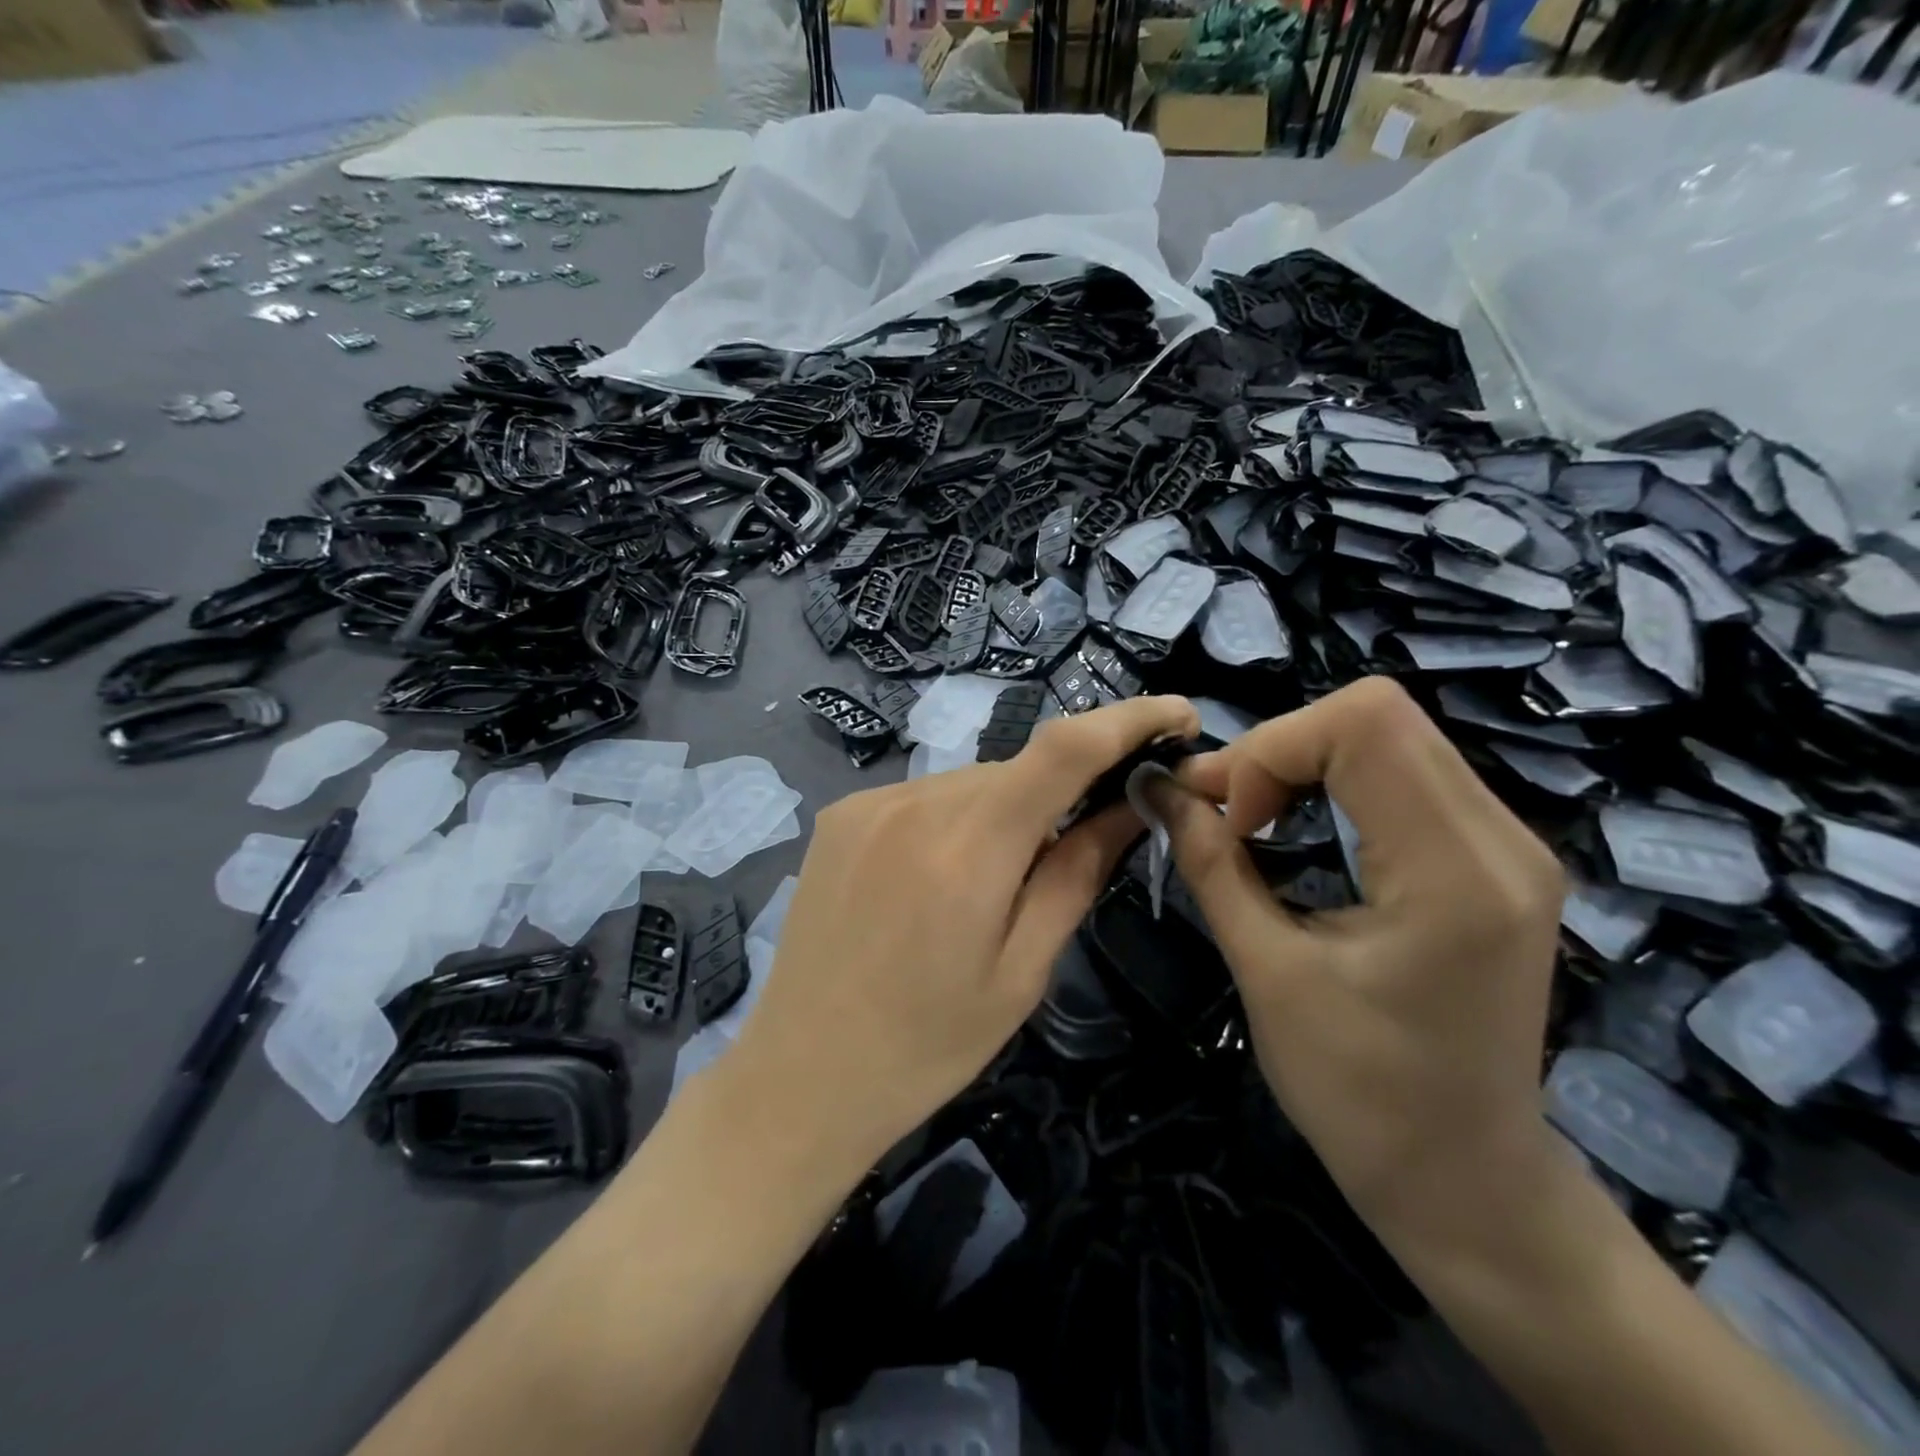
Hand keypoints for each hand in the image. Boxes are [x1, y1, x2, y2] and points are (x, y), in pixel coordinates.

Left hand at [729, 694, 1201, 1168]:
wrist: (804, 1073)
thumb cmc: (929, 1043)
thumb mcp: (1022, 972)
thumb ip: (1076, 874)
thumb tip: (1128, 805)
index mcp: (971, 848)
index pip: (1065, 748)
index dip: (1129, 718)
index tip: (1177, 715)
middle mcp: (915, 803)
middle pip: (1017, 771)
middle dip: (1056, 800)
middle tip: (1061, 863)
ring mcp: (868, 802)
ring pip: (970, 784)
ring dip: (1001, 815)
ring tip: (981, 892)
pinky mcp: (840, 814)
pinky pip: (924, 798)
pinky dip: (952, 822)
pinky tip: (932, 883)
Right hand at [1150, 677, 1566, 1254]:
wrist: (1465, 1180)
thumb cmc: (1357, 1092)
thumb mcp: (1264, 970)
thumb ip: (1209, 861)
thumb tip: (1155, 787)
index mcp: (1454, 872)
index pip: (1364, 723)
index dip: (1271, 747)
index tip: (1228, 816)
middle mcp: (1503, 839)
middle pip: (1379, 713)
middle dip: (1280, 747)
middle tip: (1227, 810)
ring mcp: (1510, 845)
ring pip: (1393, 734)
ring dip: (1304, 760)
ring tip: (1252, 818)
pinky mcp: (1496, 858)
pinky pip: (1407, 772)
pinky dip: (1336, 780)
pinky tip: (1300, 826)